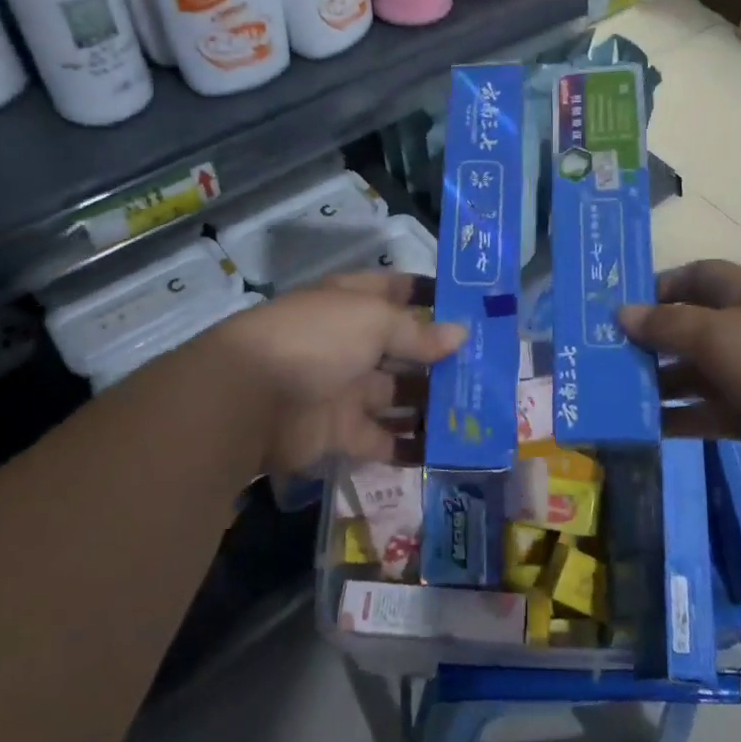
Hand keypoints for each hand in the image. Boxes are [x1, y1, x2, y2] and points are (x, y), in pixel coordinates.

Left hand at [195, 271, 465, 477]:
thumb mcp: (372, 321)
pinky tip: (450, 452)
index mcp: (353, 303)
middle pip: (405, 348)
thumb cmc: (316, 340)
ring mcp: (346, 388)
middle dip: (443, 357)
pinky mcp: (340, 432)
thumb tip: (460, 334)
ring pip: (400, 395)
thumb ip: (418, 331)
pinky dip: (413, 447)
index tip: (471, 305)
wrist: (249, 400)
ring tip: (480, 413)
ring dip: (434, 404)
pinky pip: (385, 440)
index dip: (431, 294)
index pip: (398, 290)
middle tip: (491, 370)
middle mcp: (351, 342)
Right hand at [618, 260, 740, 485]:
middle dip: (647, 340)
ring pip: (689, 373)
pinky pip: (702, 411)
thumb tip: (621, 313)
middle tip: (602, 356)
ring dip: (656, 382)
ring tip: (613, 393)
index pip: (692, 278)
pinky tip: (643, 425)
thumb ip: (666, 325)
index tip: (618, 307)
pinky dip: (676, 417)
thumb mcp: (717, 335)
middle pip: (684, 327)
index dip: (656, 287)